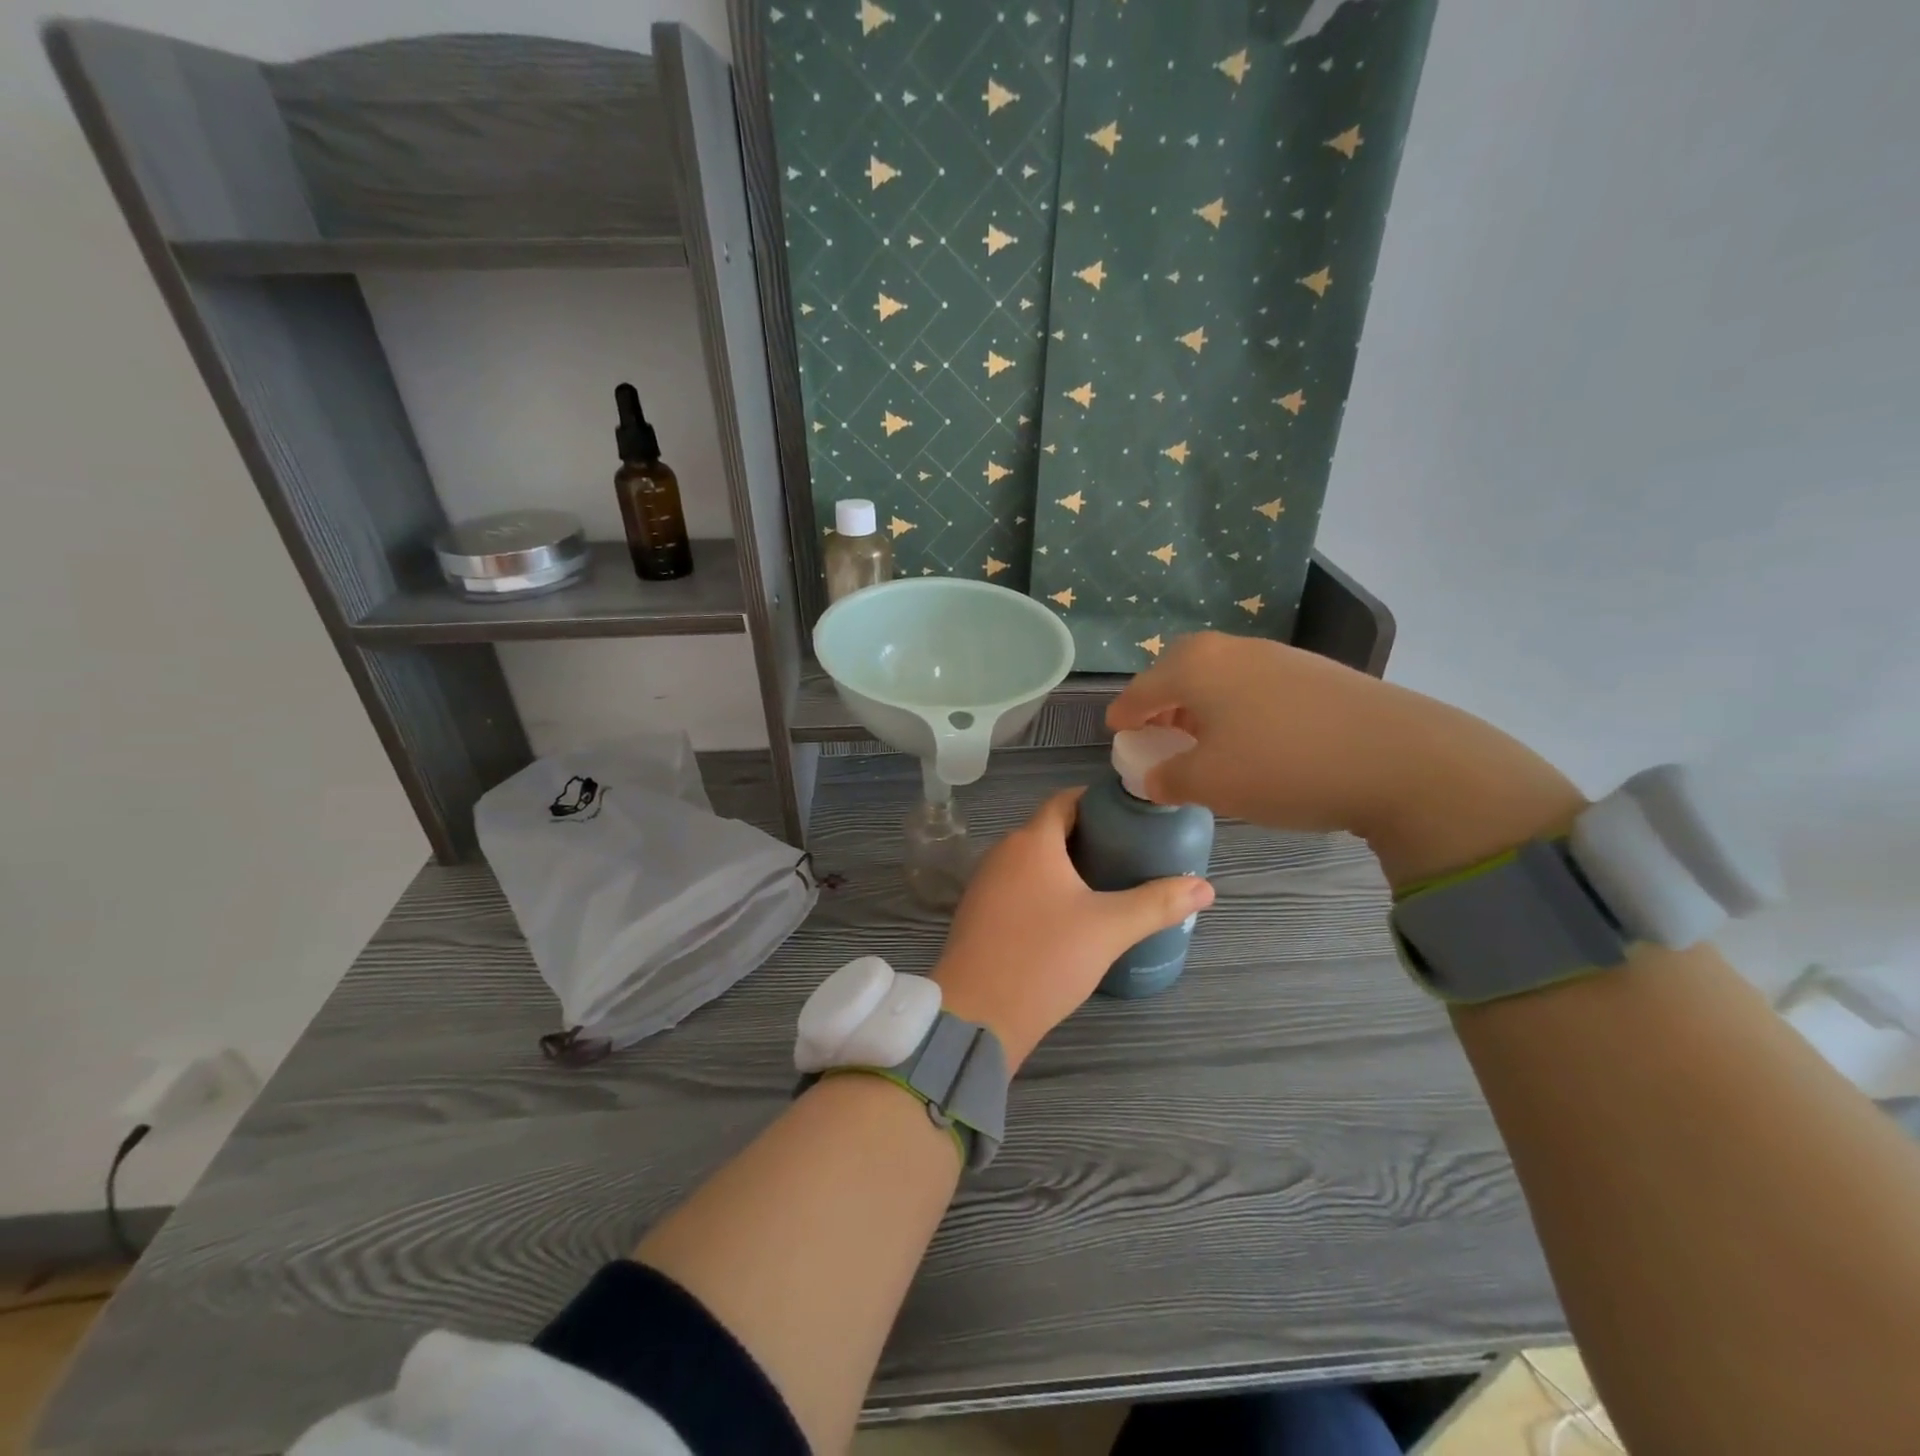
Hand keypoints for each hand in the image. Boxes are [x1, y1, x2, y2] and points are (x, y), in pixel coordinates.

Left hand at [931, 789, 1213, 1068]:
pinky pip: (1016, 886)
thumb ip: (1157, 903)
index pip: (1065, 801)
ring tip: (1105, 884)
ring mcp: (984, 884)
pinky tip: (1068, 915)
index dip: (1097, 803)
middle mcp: (1002, 853)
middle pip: (1049, 830)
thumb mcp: (1110, 929)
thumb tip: (1206, 888)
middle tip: (1128, 853)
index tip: (1130, 817)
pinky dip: (1043, 889)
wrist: (978, 1013)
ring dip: (1065, 866)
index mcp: (1031, 842)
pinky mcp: (978, 914)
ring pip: (1031, 861)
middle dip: (1087, 837)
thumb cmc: (1045, 957)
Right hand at [1106, 632, 1586, 886]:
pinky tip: (1254, 739)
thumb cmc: (1283, 766)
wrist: (1400, 757)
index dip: (1124, 716)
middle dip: (1162, 703)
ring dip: (1202, 705)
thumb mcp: (1209, 783)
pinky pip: (1255, 685)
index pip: (1140, 690)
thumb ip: (1166, 779)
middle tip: (1159, 734)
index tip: (1116, 734)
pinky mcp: (1315, 671)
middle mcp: (1231, 648)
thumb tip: (1152, 777)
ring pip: (1219, 677)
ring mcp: (1277, 655)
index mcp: (1194, 666)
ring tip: (1205, 740)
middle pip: (1179, 672)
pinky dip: (1238, 707)